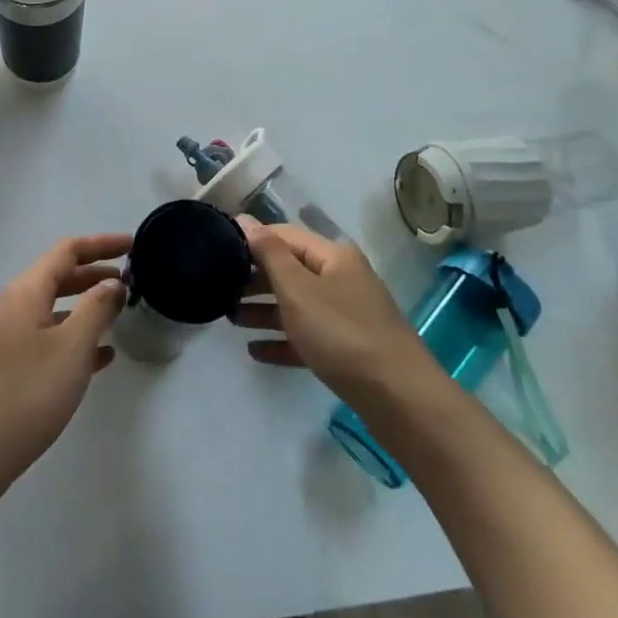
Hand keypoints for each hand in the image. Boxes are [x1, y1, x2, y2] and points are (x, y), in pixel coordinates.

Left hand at [0, 233, 131, 487]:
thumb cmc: (26, 393)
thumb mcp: (71, 347)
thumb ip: (96, 308)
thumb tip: (112, 283)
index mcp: (27, 291)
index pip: (68, 250)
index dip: (102, 244)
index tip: (133, 244)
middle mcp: (14, 306)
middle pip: (59, 276)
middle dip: (95, 273)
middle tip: (131, 278)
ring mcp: (8, 338)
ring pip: (54, 309)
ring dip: (87, 306)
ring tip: (120, 313)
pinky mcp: (8, 368)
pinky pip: (48, 339)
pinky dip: (75, 338)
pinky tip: (100, 358)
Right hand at [230, 219, 431, 408]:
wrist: (399, 398)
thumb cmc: (342, 333)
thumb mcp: (298, 289)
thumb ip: (269, 254)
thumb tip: (245, 220)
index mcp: (333, 257)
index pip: (285, 235)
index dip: (253, 240)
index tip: (218, 250)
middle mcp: (341, 279)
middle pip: (291, 271)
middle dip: (255, 279)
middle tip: (220, 289)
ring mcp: (347, 315)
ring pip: (297, 305)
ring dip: (264, 311)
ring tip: (230, 319)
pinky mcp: (348, 350)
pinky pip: (307, 337)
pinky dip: (282, 340)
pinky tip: (255, 351)